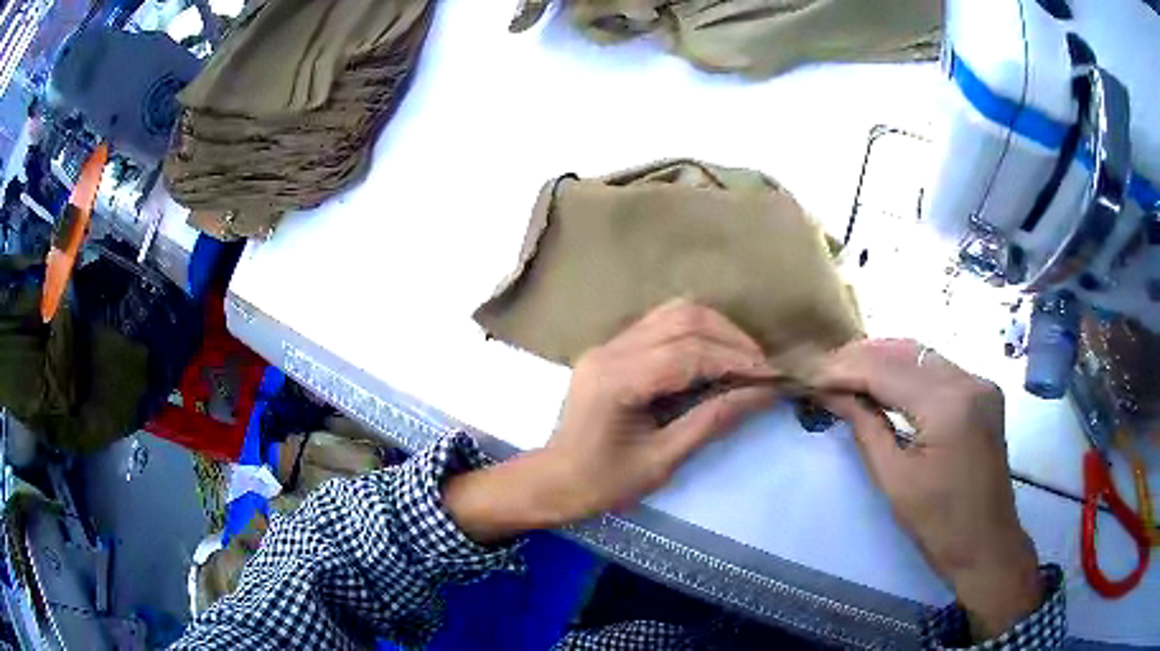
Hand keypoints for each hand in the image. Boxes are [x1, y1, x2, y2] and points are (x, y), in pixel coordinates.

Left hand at [445, 300, 778, 542]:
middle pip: (683, 318)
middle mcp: (610, 350)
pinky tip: (714, 356)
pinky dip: (696, 333)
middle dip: (731, 338)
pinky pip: (661, 324)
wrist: (554, 481)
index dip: (735, 360)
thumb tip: (762, 394)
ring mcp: (608, 344)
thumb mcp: (661, 460)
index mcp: (617, 380)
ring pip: (673, 312)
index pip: (688, 353)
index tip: (772, 376)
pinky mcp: (612, 348)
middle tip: (761, 368)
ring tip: (743, 360)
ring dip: (716, 329)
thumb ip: (711, 421)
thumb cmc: (603, 483)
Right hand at [816, 339, 1042, 640]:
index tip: (810, 375)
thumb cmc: (938, 524)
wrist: (986, 544)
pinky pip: (939, 368)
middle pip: (906, 352)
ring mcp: (980, 382)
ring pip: (922, 355)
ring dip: (883, 360)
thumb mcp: (894, 480)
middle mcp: (968, 380)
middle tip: (823, 371)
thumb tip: (832, 394)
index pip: (887, 371)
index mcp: (948, 405)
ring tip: (846, 373)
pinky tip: (884, 380)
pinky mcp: (983, 392)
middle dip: (862, 358)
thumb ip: (865, 427)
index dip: (845, 370)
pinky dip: (907, 371)